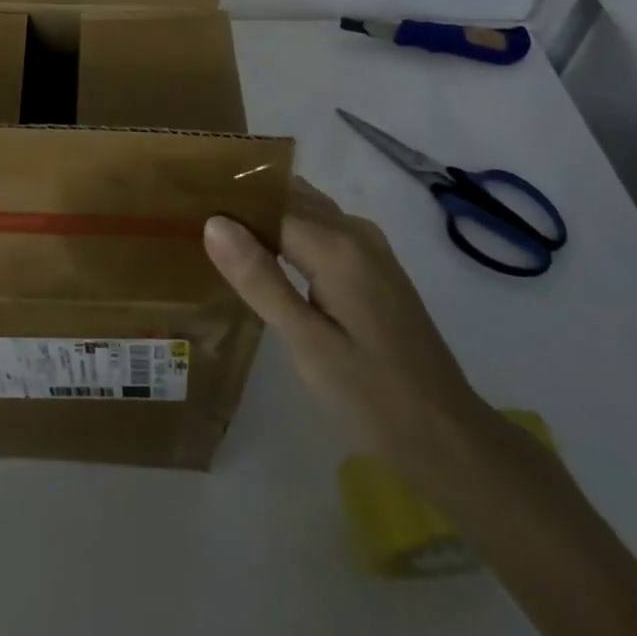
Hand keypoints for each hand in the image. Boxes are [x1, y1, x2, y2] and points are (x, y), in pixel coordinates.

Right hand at [204, 176, 482, 462]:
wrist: (449, 437)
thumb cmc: (373, 397)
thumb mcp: (308, 345)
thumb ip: (260, 280)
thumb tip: (214, 222)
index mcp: (337, 246)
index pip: (269, 204)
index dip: (229, 204)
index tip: (186, 206)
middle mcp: (355, 231)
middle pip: (289, 197)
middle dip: (246, 202)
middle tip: (195, 216)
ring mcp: (370, 246)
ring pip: (307, 209)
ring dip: (268, 214)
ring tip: (222, 231)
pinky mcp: (375, 265)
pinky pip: (324, 228)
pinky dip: (292, 229)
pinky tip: (268, 255)